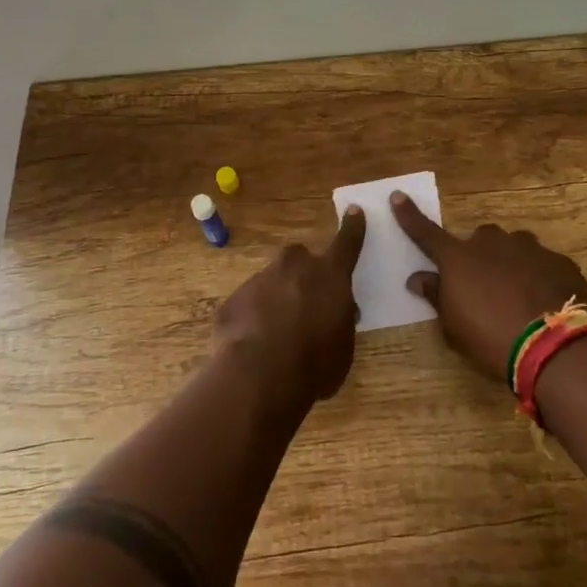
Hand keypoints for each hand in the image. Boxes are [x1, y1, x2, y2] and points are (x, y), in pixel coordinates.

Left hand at [212, 207, 366, 409]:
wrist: (259, 377)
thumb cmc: (315, 364)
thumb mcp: (343, 347)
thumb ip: (340, 321)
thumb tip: (336, 313)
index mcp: (329, 275)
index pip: (346, 244)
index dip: (352, 227)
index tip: (354, 210)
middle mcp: (294, 267)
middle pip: (300, 258)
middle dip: (302, 273)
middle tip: (305, 301)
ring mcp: (260, 279)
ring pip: (271, 281)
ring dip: (276, 299)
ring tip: (276, 335)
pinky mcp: (233, 299)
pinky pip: (247, 304)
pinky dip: (252, 319)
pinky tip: (252, 346)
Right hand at [392, 192, 586, 382]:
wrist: (553, 346)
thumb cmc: (491, 338)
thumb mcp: (453, 326)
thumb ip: (436, 296)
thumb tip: (418, 278)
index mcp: (459, 258)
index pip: (426, 233)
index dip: (409, 216)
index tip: (397, 195)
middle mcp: (492, 243)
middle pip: (481, 239)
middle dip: (481, 256)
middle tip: (486, 287)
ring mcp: (530, 248)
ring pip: (516, 248)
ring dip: (513, 265)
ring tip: (521, 298)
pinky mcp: (560, 262)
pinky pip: (544, 265)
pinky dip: (541, 278)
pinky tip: (546, 304)